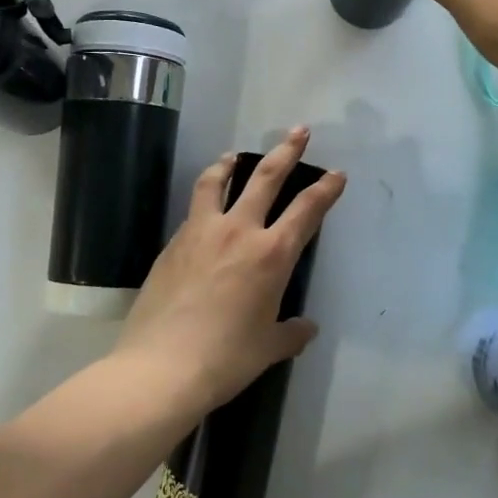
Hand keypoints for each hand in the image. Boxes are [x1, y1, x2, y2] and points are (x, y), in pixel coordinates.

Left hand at [115, 128, 345, 415]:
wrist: (161, 367)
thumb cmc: (225, 359)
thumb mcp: (267, 348)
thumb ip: (291, 333)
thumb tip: (306, 328)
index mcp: (271, 255)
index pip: (307, 210)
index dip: (325, 189)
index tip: (336, 174)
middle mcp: (238, 231)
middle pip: (266, 177)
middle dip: (286, 150)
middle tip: (298, 131)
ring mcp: (201, 232)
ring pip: (217, 181)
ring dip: (230, 163)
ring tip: (234, 155)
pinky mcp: (173, 242)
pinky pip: (194, 210)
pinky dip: (205, 198)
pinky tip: (204, 210)